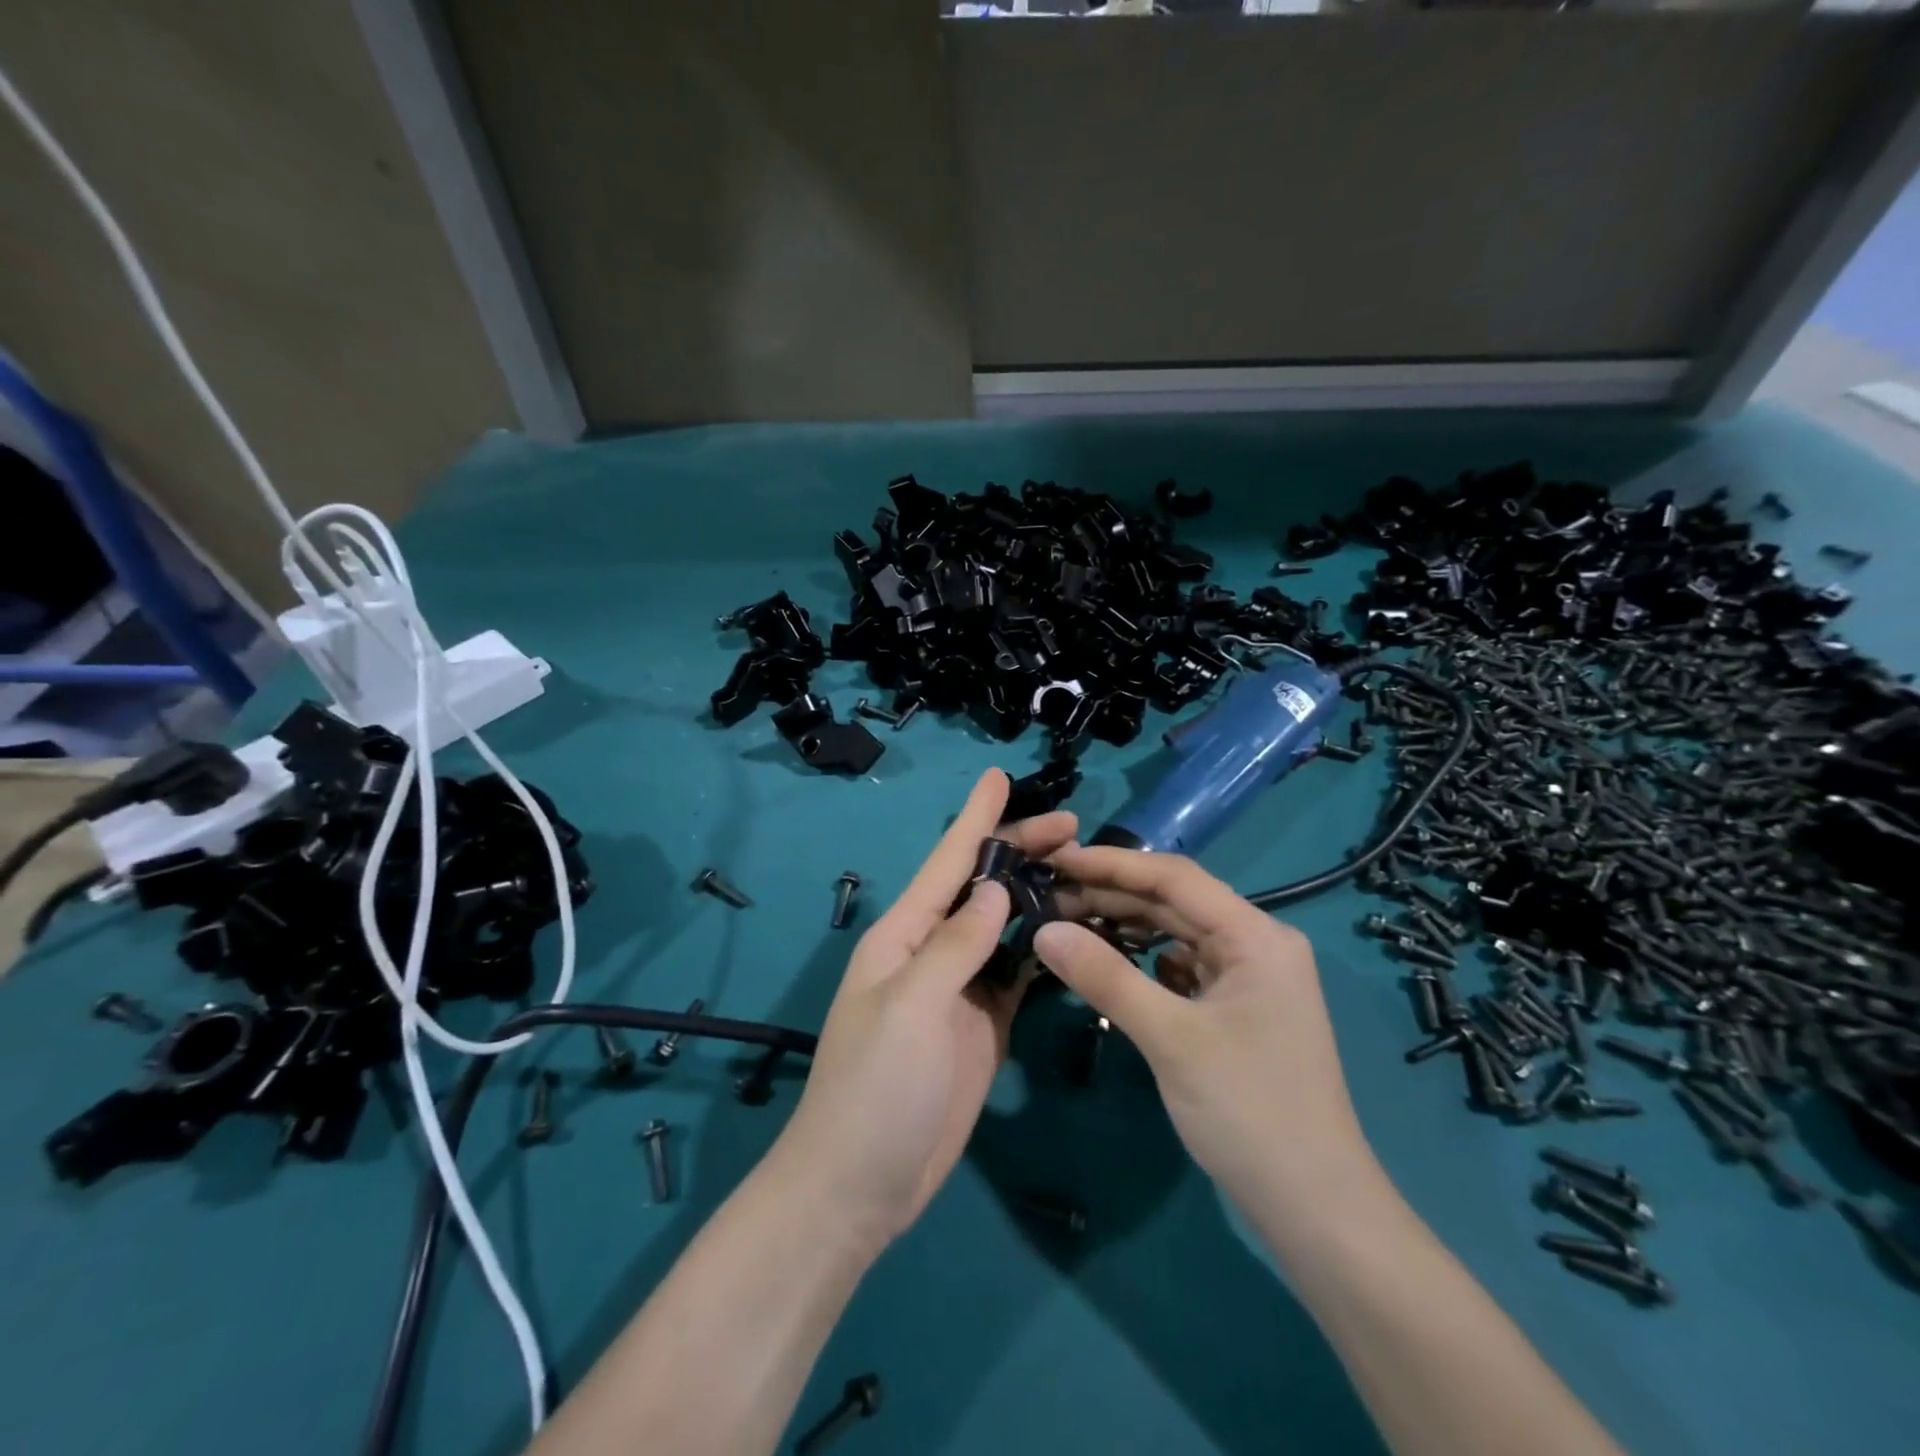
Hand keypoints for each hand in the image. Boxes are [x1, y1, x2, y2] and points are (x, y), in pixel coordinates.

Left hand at [769, 769, 1075, 1252]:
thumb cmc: (874, 1088)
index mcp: (903, 935)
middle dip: (1022, 852)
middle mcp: (932, 951)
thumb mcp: (910, 1006)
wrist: (861, 1186)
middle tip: (1075, 828)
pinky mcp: (983, 1025)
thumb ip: (954, 944)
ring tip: (1086, 871)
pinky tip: (1074, 933)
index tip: (1000, 776)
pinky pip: (1017, 973)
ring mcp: (960, 989)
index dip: (976, 818)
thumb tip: (993, 888)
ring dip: (1038, 896)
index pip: (947, 862)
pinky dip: (1043, 949)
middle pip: (982, 888)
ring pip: (1004, 927)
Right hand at [1035, 847, 1380, 1218]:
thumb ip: (1105, 977)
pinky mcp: (1238, 1008)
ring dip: (1125, 926)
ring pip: (1177, 933)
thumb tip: (1043, 931)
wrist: (1315, 1208)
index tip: (1056, 861)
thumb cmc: (1249, 1112)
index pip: (1174, 878)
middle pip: (1174, 902)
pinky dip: (1143, 960)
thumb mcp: (1170, 1038)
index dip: (1111, 864)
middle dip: (1112, 896)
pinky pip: (1182, 966)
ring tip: (1068, 923)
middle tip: (1048, 897)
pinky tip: (1109, 962)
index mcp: (1256, 935)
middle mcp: (1257, 944)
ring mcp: (1249, 977)